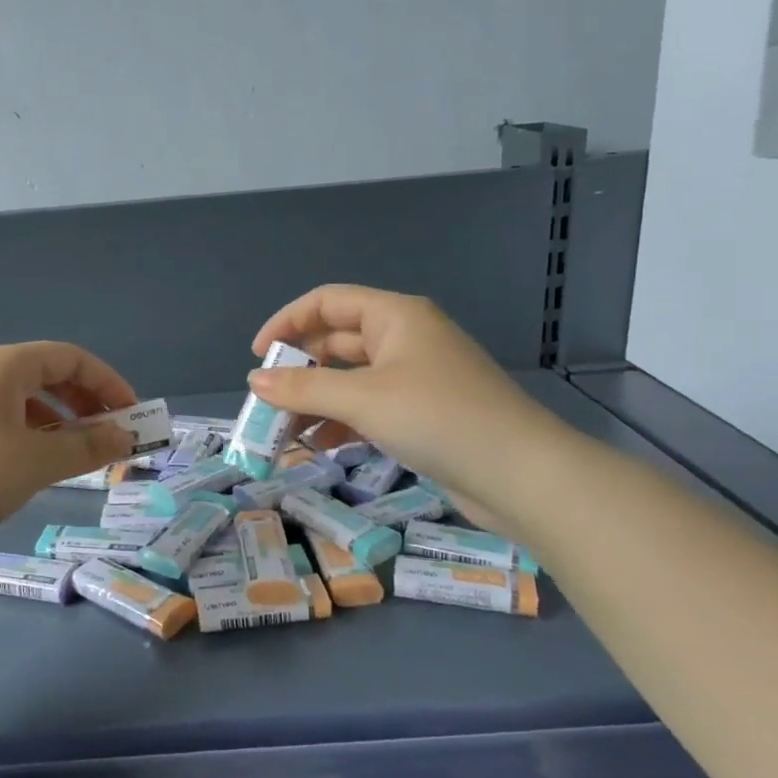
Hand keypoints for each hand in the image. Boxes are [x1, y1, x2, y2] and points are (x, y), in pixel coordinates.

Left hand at [0, 342, 138, 556]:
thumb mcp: (37, 463)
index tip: (133, 416)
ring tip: (79, 453)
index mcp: (2, 364)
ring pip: (25, 397)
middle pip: (48, 373)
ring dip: (60, 419)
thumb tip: (126, 436)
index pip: (71, 358)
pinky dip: (31, 431)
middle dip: (86, 402)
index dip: (109, 383)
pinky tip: (37, 461)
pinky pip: (3, 414)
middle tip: (111, 436)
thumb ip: (87, 445)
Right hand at [247, 285, 564, 525]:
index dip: (287, 322)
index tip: (258, 356)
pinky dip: (341, 422)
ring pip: (350, 380)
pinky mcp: (423, 414)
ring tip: (284, 432)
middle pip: (336, 342)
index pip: (328, 302)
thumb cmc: (439, 418)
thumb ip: (304, 389)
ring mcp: (416, 377)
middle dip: (299, 371)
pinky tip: (318, 447)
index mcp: (395, 317)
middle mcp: (405, 339)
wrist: (523, 475)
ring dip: (316, 401)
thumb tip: (255, 382)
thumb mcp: (364, 399)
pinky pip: (368, 407)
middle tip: (266, 402)